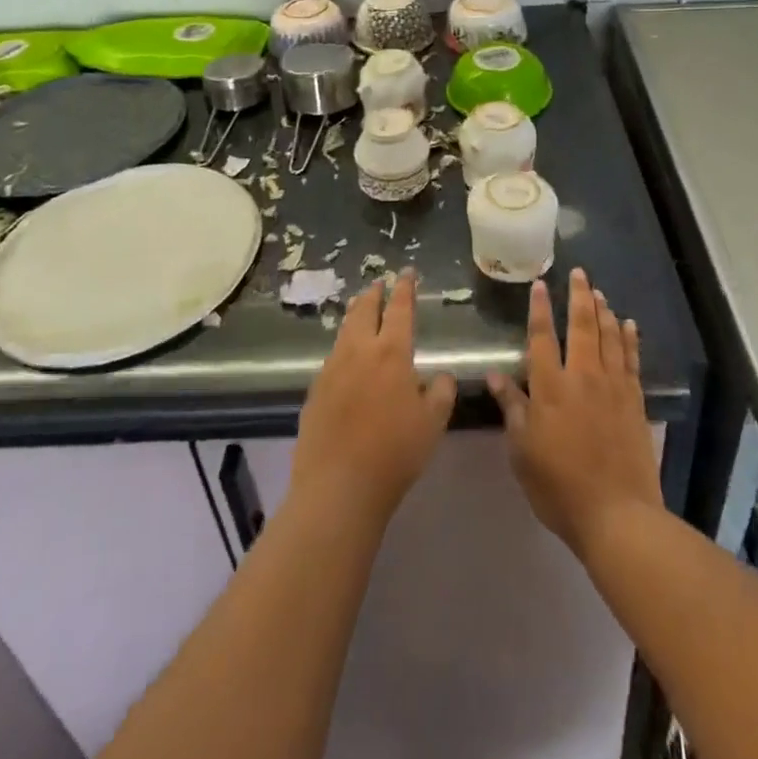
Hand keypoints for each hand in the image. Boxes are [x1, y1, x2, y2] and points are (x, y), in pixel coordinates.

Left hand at [290, 270, 457, 533]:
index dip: (404, 288)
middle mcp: (359, 351)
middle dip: (374, 293)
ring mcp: (332, 369)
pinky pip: (332, 357)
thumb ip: (441, 392)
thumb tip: (442, 375)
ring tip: (361, 308)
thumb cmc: (395, 453)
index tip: (407, 272)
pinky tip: (346, 357)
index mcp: (391, 353)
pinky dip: (343, 345)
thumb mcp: (433, 423)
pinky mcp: (315, 390)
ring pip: (344, 330)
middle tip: (380, 283)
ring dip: (355, 314)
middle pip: (364, 310)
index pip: (399, 309)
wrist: (339, 486)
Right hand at [487, 268, 661, 557]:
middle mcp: (582, 377)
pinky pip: (632, 359)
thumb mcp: (522, 451)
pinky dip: (629, 338)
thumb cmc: (559, 486)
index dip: (539, 308)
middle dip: (578, 296)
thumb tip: (494, 375)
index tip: (539, 284)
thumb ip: (511, 408)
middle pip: (581, 325)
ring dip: (603, 310)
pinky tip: (628, 324)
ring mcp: (612, 386)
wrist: (617, 514)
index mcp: (550, 387)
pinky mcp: (635, 400)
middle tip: (579, 272)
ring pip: (608, 336)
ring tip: (599, 292)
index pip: (541, 337)